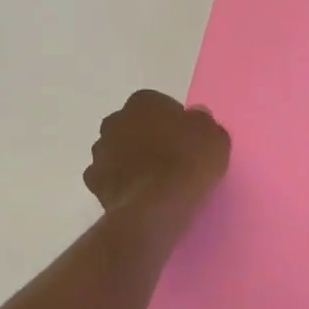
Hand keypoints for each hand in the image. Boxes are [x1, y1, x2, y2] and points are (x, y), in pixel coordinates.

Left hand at [84, 90, 230, 225]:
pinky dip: (121, 183)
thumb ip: (202, 121)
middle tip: (171, 158)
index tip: (186, 141)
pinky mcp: (94, 180)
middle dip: (148, 138)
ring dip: (132, 159)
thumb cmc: (188, 162)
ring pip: (119, 151)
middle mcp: (115, 120)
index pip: (159, 105)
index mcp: (143, 102)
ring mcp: (100, 151)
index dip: (174, 123)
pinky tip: (140, 194)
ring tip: (156, 181)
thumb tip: (194, 117)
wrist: (156, 205)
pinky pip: (110, 177)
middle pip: (135, 126)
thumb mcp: (215, 137)